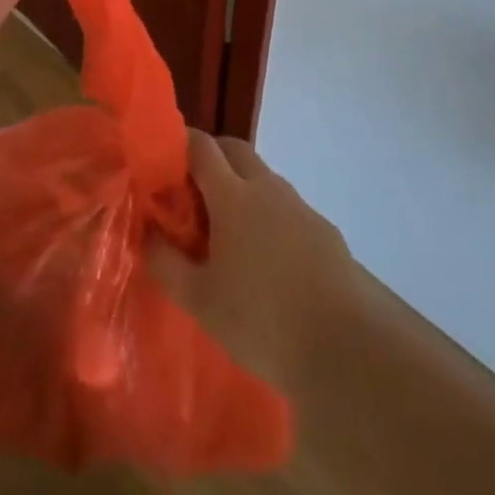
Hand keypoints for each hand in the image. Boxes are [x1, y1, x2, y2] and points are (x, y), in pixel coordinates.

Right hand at [151, 131, 357, 390]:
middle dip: (211, 157)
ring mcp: (300, 207)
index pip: (200, 146)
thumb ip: (166, 263)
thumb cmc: (262, 322)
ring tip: (228, 231)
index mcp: (232, 195)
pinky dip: (269, 215)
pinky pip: (287, 207)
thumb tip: (146, 234)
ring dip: (241, 186)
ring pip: (263, 177)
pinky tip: (268, 259)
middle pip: (234, 149)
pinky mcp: (325, 231)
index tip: (162, 162)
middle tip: (192, 193)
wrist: (347, 350)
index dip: (179, 144)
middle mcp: (267, 188)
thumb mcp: (200, 301)